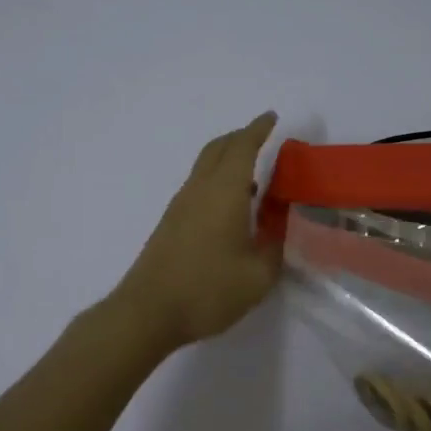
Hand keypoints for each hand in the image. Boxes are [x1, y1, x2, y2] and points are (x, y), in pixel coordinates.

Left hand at [114, 113, 283, 350]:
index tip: (272, 118)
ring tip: (253, 174)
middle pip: (218, 149)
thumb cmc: (207, 290)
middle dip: (241, 138)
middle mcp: (199, 190)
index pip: (243, 148)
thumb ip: (275, 247)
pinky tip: (231, 207)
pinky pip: (198, 187)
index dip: (259, 130)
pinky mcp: (170, 224)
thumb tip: (282, 227)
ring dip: (227, 160)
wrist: (147, 312)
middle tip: (262, 138)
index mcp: (224, 192)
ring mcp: (180, 206)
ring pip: (205, 167)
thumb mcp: (258, 275)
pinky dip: (217, 181)